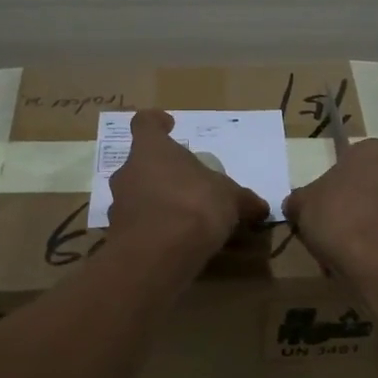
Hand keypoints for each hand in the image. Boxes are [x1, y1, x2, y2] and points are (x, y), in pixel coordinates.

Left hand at [107, 110, 270, 256]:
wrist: (157, 254)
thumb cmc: (194, 205)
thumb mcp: (230, 199)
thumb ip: (243, 200)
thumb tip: (260, 207)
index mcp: (152, 149)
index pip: (145, 123)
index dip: (157, 123)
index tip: (169, 125)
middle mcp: (128, 172)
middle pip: (141, 163)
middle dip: (162, 172)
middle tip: (186, 183)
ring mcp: (117, 205)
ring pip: (137, 195)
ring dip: (156, 202)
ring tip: (183, 218)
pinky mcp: (117, 236)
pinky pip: (137, 226)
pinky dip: (153, 230)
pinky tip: (174, 243)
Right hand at [283, 138, 377, 278]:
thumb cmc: (338, 217)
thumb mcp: (302, 204)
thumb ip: (299, 199)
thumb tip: (297, 205)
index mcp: (376, 151)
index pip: (349, 160)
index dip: (330, 183)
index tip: (319, 204)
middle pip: (366, 186)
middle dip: (348, 204)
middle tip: (326, 227)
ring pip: (377, 211)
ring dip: (361, 226)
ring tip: (339, 250)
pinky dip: (374, 244)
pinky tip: (357, 261)